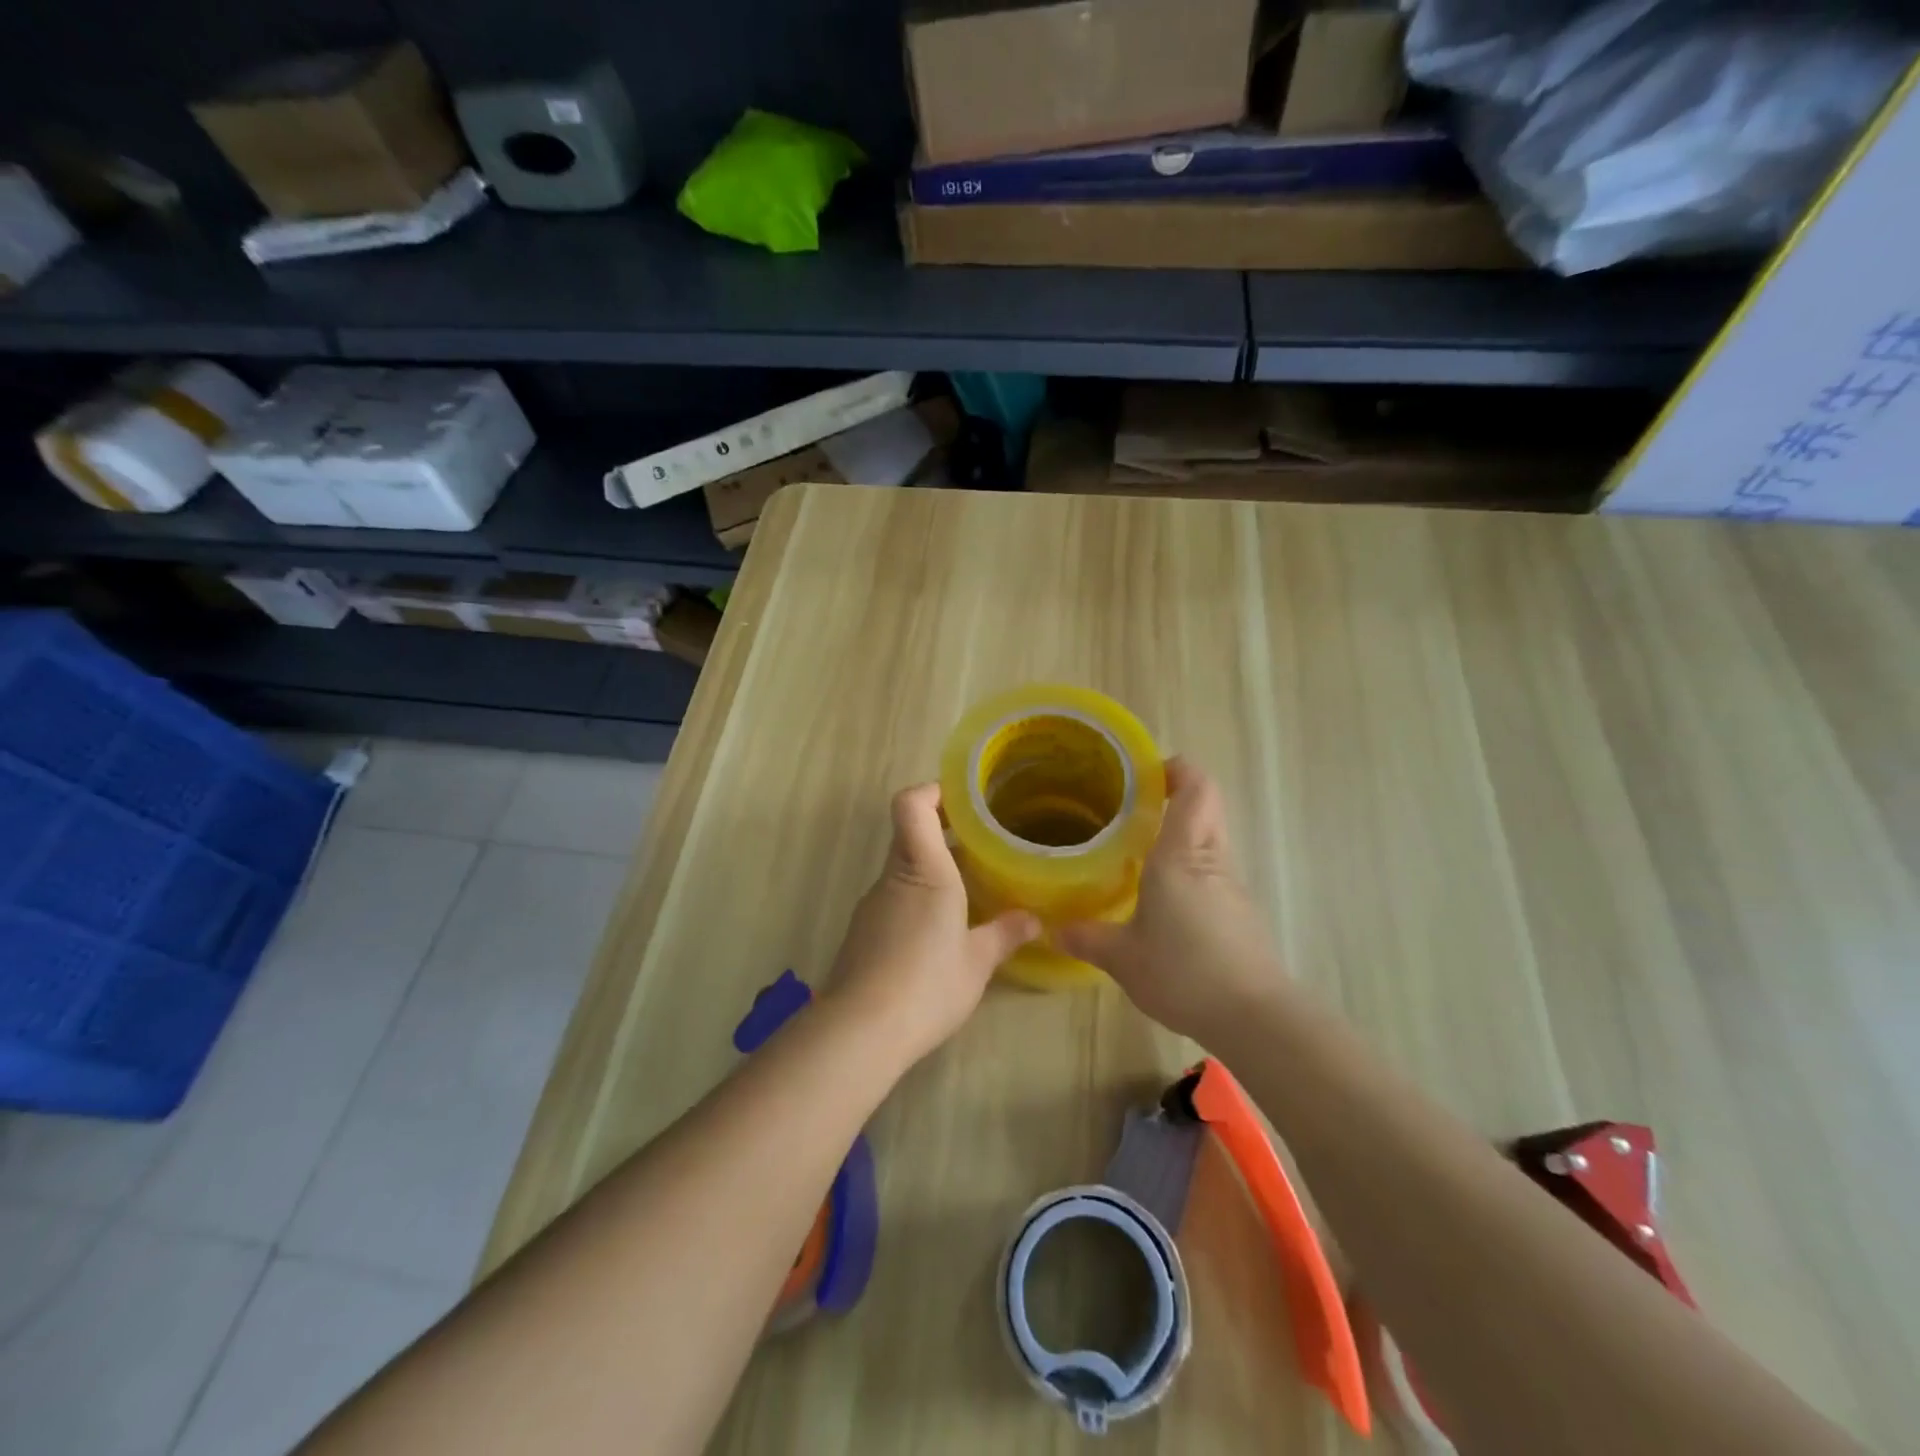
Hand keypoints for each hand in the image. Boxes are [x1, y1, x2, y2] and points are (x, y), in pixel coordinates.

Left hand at [824, 783, 1040, 1066]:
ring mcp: (872, 904)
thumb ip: (1005, 933)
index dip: (932, 792)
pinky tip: (938, 933)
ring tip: (968, 892)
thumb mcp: (978, 961)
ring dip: (932, 870)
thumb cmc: (928, 984)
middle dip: (944, 833)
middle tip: (982, 847)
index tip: (963, 801)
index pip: (911, 804)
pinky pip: (894, 899)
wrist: (860, 1030)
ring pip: (902, 869)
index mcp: (924, 869)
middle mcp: (893, 877)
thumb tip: (1034, 919)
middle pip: (909, 834)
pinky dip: (917, 900)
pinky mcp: (862, 932)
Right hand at [1056, 758, 1290, 1043]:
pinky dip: (1189, 865)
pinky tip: (1162, 895)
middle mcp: (1210, 859)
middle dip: (1177, 795)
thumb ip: (1088, 938)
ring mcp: (1230, 885)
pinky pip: (1212, 869)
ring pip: (1210, 837)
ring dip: (1182, 832)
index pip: (1196, 788)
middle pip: (1207, 805)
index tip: (1145, 773)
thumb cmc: (1184, 973)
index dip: (1177, 769)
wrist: (1255, 1017)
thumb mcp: (1123, 957)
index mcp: (1180, 855)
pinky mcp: (1239, 911)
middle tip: (1133, 807)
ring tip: (1139, 849)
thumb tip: (1054, 929)